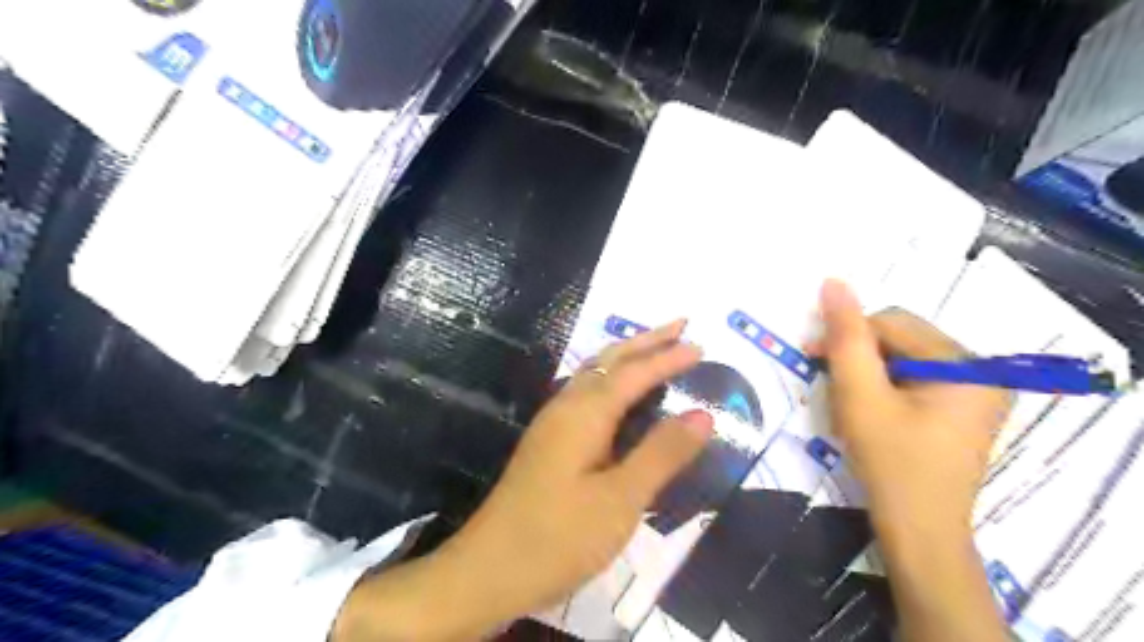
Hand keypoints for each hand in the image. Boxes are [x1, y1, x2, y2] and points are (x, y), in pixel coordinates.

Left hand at [452, 317, 711, 623]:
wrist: (488, 571)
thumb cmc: (558, 538)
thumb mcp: (621, 500)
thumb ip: (662, 453)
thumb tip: (703, 413)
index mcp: (584, 413)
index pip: (634, 372)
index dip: (668, 357)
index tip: (701, 345)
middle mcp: (566, 407)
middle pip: (610, 360)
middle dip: (646, 341)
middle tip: (680, 326)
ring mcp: (553, 424)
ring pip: (595, 374)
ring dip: (627, 356)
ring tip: (656, 349)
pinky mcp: (548, 442)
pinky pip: (587, 393)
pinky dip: (612, 380)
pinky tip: (619, 393)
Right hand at [813, 278, 1007, 537]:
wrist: (919, 532)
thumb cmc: (889, 462)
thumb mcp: (859, 395)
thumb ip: (846, 336)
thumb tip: (833, 281)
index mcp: (966, 364)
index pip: (893, 323)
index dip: (847, 334)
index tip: (810, 355)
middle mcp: (980, 372)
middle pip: (901, 340)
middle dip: (858, 357)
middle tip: (828, 384)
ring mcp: (975, 394)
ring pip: (903, 360)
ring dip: (867, 374)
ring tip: (846, 403)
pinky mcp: (962, 412)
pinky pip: (914, 381)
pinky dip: (883, 389)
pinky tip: (868, 411)